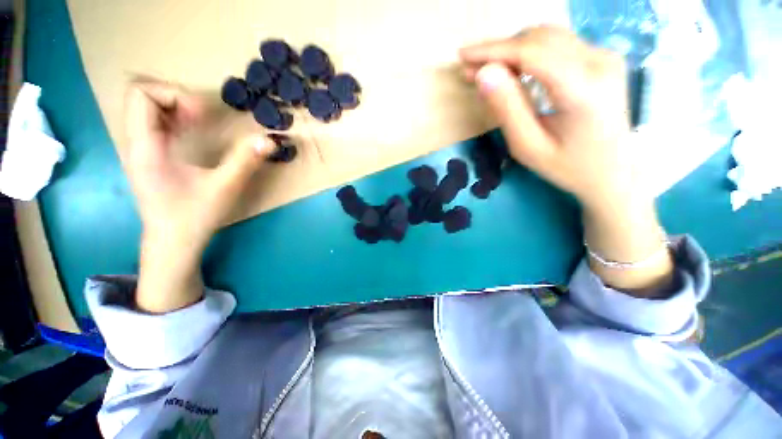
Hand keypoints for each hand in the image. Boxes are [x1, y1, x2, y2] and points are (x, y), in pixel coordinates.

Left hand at [123, 78, 273, 311]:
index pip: (140, 94)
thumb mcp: (225, 188)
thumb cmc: (194, 217)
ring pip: (143, 108)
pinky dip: (171, 119)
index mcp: (146, 147)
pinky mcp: (147, 156)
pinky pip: (151, 123)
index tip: (202, 116)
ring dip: (173, 107)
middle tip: (201, 117)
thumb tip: (269, 141)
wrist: (172, 242)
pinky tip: (190, 134)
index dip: (173, 94)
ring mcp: (139, 150)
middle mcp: (135, 143)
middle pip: (139, 95)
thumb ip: (246, 161)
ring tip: (198, 124)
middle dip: (173, 97)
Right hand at [460, 26, 637, 212]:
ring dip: (512, 48)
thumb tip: (483, 74)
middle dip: (499, 49)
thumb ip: (507, 109)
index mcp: (583, 88)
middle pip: (539, 38)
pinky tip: (512, 68)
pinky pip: (559, 44)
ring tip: (486, 68)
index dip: (492, 51)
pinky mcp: (602, 59)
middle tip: (469, 66)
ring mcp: (605, 56)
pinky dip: (529, 52)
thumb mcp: (529, 147)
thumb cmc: (568, 167)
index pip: (531, 53)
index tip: (462, 56)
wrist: (614, 172)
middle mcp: (600, 61)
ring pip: (548, 36)